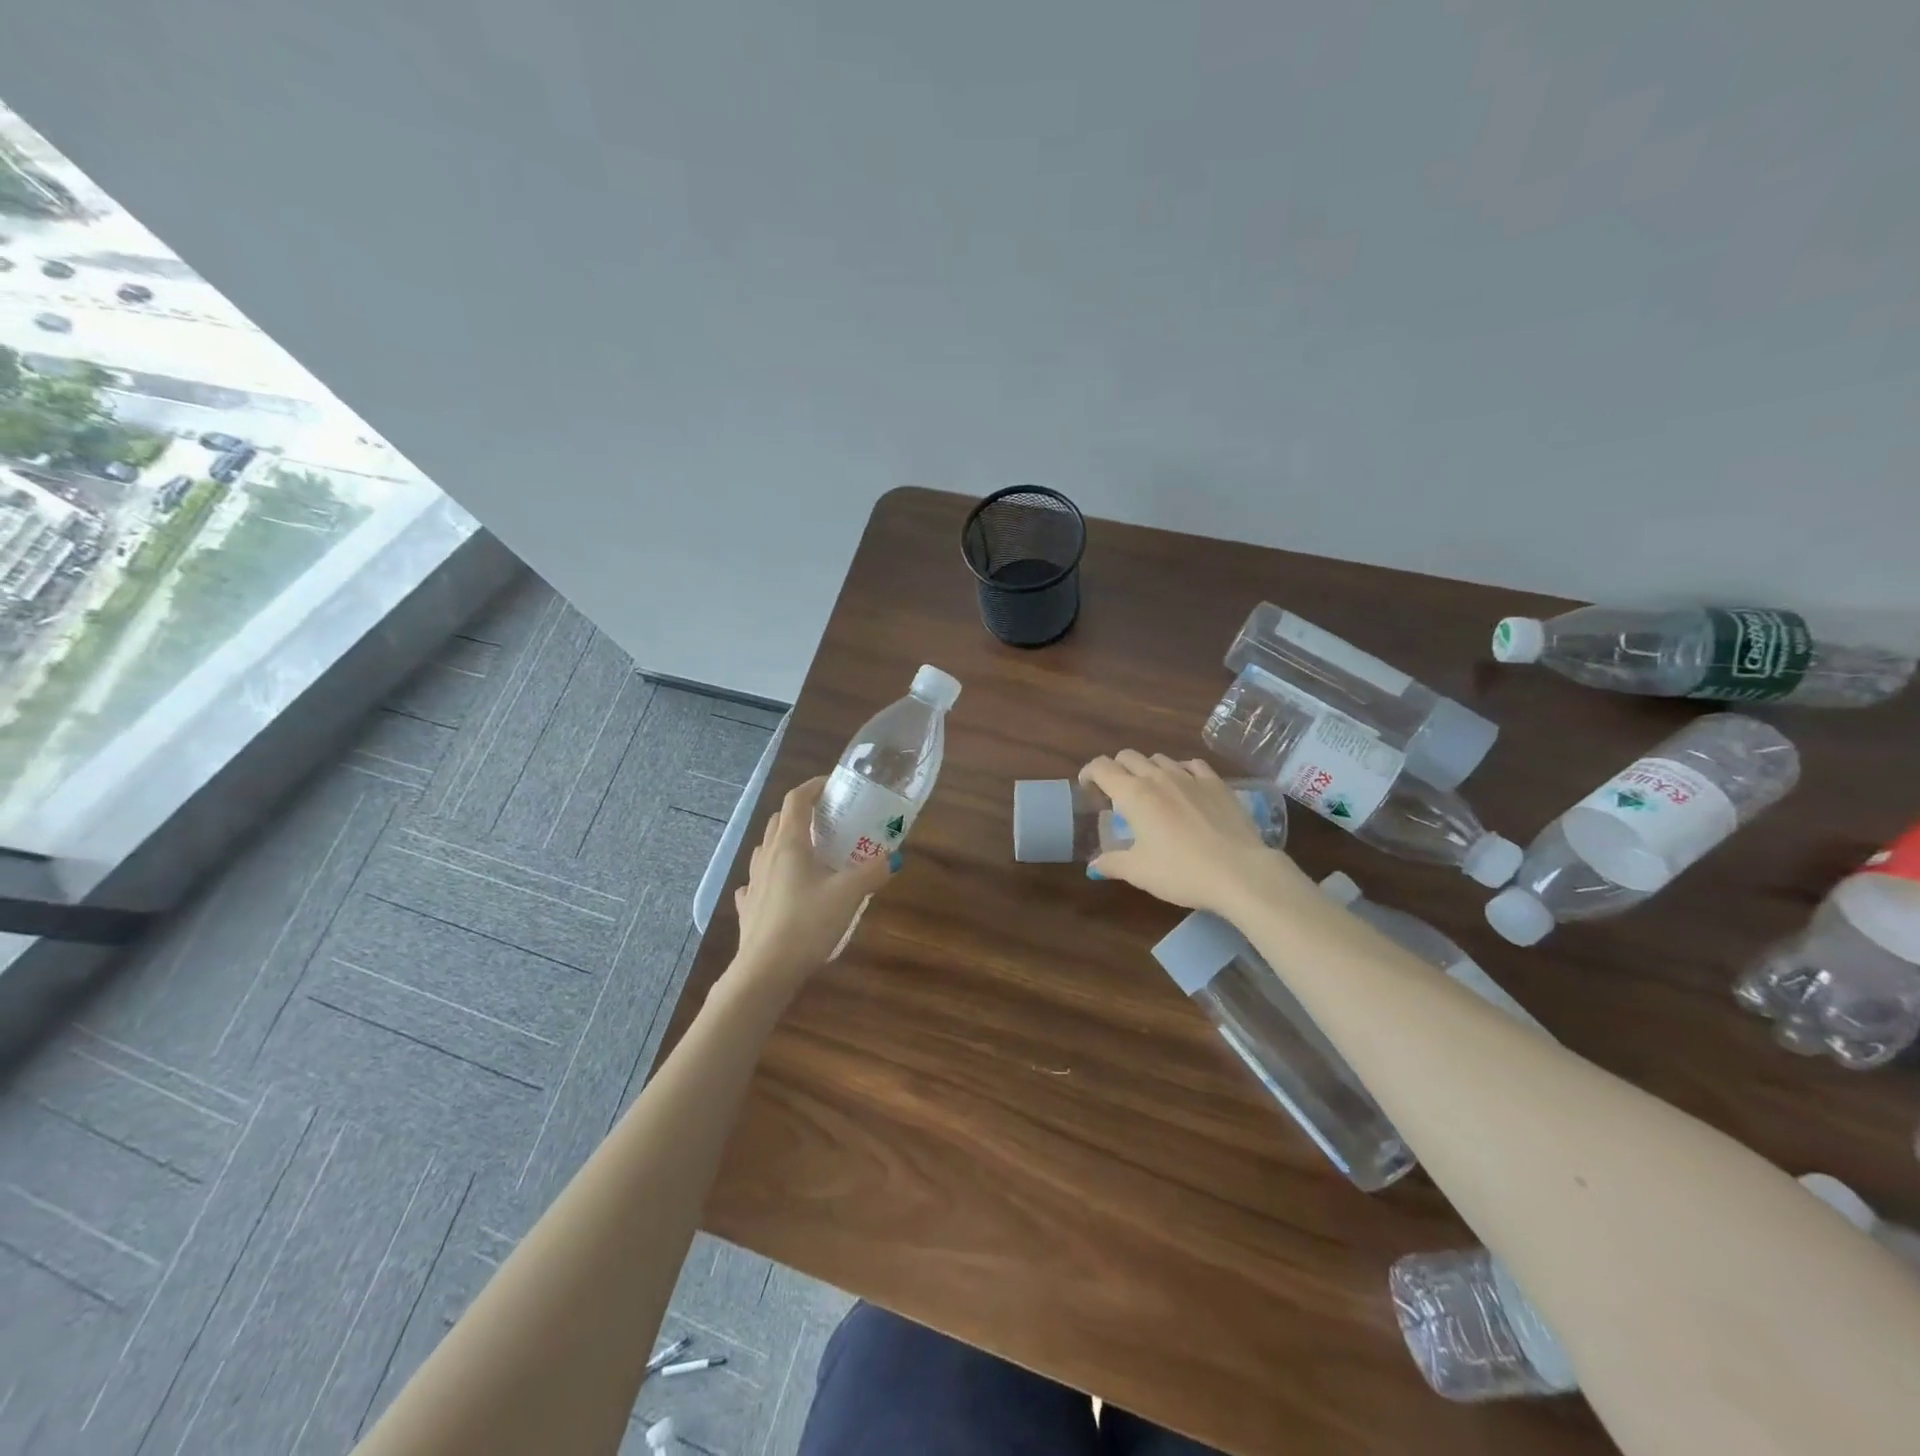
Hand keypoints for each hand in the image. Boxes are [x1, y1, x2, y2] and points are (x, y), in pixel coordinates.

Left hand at [732, 777, 897, 981]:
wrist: (766, 970)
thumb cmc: (807, 923)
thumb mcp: (848, 894)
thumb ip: (873, 872)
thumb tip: (895, 857)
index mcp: (790, 844)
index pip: (796, 800)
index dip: (813, 786)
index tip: (832, 784)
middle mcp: (767, 856)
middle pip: (779, 820)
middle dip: (801, 812)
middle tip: (827, 819)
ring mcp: (753, 881)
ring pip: (766, 848)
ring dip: (784, 841)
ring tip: (808, 852)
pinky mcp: (748, 907)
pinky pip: (756, 882)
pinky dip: (769, 876)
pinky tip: (781, 888)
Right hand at [1081, 752, 1307, 914]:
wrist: (1240, 872)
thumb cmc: (1180, 871)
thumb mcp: (1138, 872)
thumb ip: (1111, 863)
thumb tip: (1093, 866)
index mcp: (1133, 794)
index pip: (1101, 767)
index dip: (1089, 773)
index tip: (1087, 788)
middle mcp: (1158, 777)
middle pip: (1128, 756)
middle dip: (1116, 769)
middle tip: (1116, 793)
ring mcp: (1190, 777)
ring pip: (1159, 758)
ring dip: (1147, 769)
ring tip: (1151, 791)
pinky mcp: (1217, 783)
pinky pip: (1192, 765)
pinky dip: (1181, 770)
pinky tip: (1185, 786)